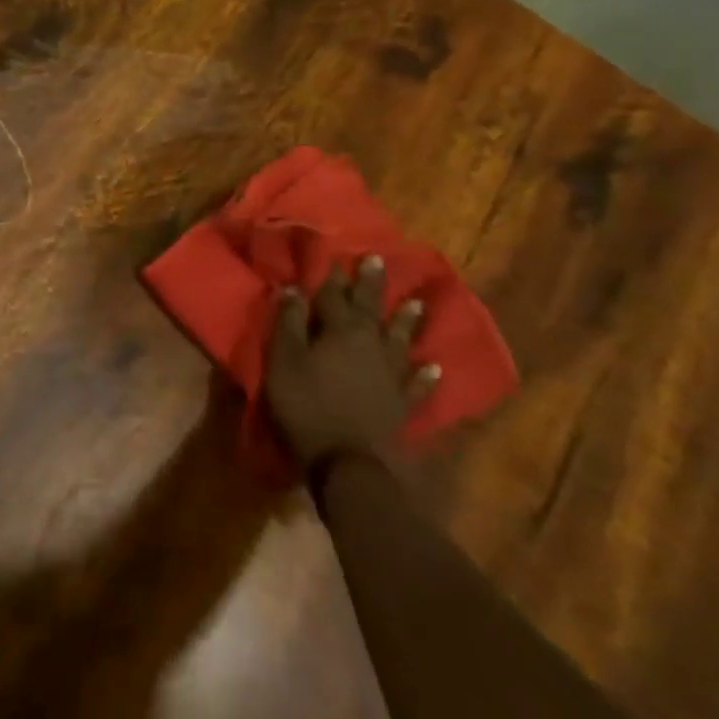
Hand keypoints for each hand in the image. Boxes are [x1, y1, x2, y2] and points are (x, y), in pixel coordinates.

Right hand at [266, 255, 439, 467]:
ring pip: (400, 341)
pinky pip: (417, 384)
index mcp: (340, 332)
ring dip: (406, 322)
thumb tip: (293, 289)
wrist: (348, 462)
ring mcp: (390, 376)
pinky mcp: (401, 404)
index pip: (334, 296)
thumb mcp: (284, 360)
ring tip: (416, 303)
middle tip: (378, 261)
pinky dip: (426, 375)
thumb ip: (288, 323)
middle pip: (370, 310)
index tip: (335, 256)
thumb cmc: (306, 405)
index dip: (332, 277)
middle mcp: (370, 346)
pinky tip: (435, 367)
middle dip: (371, 285)